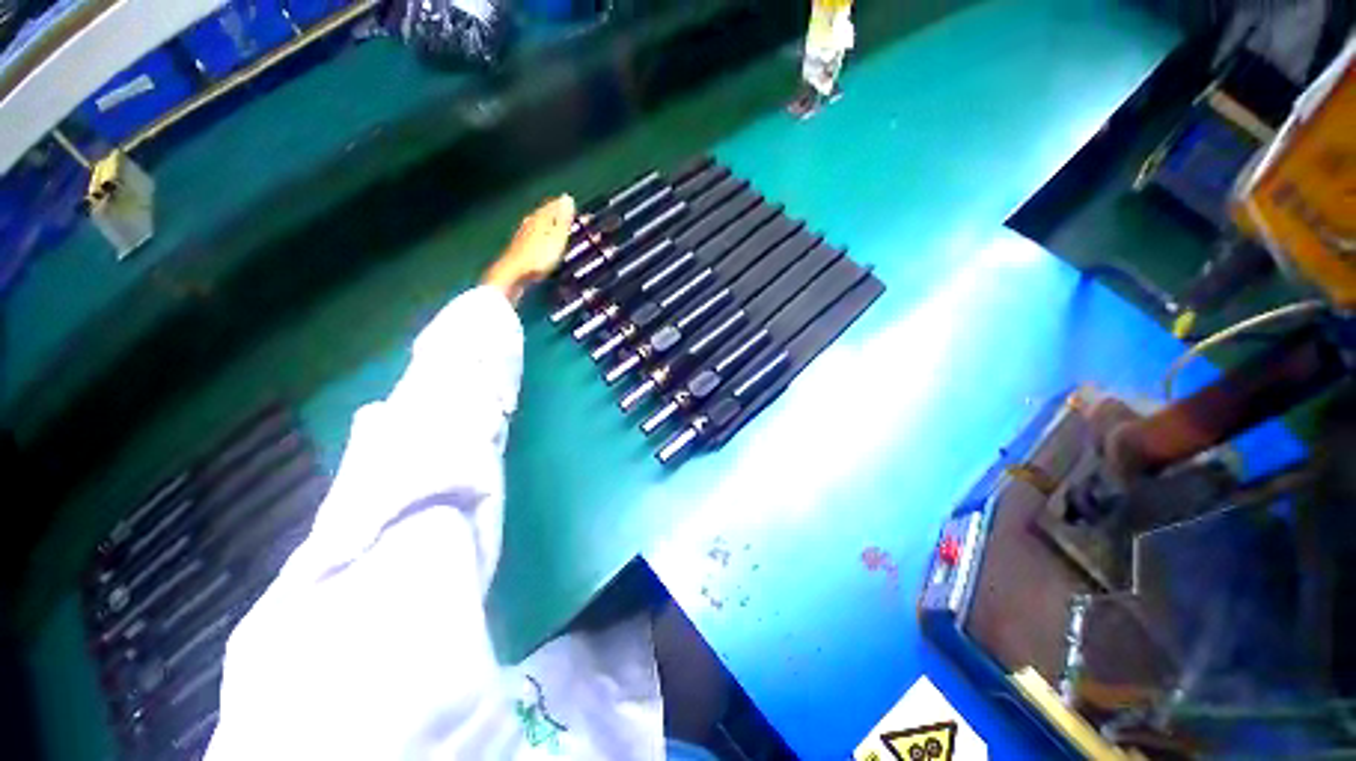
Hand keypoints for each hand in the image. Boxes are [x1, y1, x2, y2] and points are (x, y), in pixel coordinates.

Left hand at [482, 195, 575, 304]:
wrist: (512, 274)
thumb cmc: (538, 257)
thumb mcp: (556, 238)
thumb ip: (562, 220)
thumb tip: (567, 198)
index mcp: (540, 219)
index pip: (552, 206)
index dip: (561, 204)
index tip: (570, 202)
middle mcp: (529, 223)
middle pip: (542, 213)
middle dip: (553, 211)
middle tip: (562, 210)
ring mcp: (522, 235)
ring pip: (535, 223)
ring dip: (544, 221)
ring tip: (552, 222)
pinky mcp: (519, 248)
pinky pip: (531, 234)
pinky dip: (538, 232)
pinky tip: (538, 238)